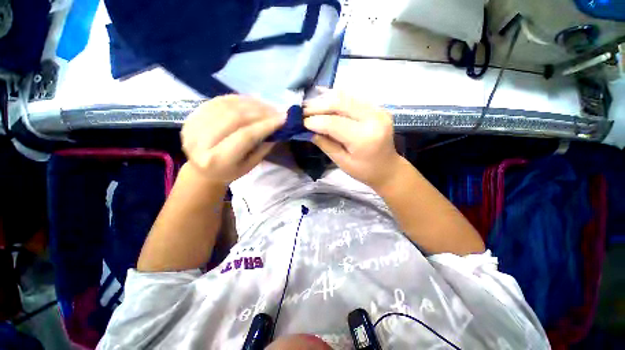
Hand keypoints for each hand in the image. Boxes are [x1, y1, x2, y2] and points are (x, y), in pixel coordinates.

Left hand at [181, 95, 284, 184]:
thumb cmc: (229, 172)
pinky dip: (239, 99)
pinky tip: (253, 102)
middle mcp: (200, 140)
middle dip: (260, 112)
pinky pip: (219, 100)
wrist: (201, 170)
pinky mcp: (192, 115)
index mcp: (217, 159)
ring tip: (268, 106)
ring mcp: (193, 124)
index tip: (283, 118)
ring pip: (227, 105)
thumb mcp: (249, 166)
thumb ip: (263, 147)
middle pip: (235, 117)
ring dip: (252, 103)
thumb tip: (277, 127)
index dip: (266, 125)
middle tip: (277, 111)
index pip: (245, 136)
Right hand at [303, 90, 401, 189]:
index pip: (333, 123)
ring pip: (346, 96)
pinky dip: (337, 100)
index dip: (314, 121)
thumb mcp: (342, 162)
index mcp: (364, 138)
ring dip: (326, 100)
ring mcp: (379, 110)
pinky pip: (353, 98)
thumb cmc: (364, 171)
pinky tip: (326, 105)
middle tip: (303, 111)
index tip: (300, 122)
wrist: (388, 168)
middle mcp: (373, 118)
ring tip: (312, 108)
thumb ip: (325, 144)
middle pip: (340, 103)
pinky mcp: (378, 107)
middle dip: (318, 106)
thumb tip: (308, 130)